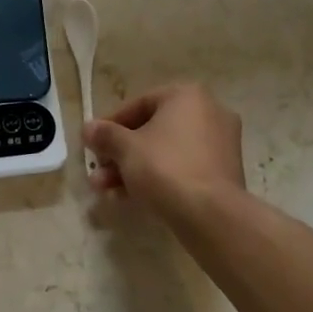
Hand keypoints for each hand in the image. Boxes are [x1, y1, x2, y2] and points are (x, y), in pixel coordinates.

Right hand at [83, 83, 245, 221]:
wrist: (211, 216)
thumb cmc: (165, 167)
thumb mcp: (125, 148)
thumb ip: (105, 135)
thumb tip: (88, 128)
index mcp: (187, 96)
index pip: (138, 105)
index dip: (110, 125)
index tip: (93, 144)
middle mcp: (209, 113)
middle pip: (152, 131)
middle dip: (120, 153)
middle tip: (98, 171)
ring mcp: (220, 145)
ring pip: (166, 152)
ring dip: (133, 168)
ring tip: (105, 189)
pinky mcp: (224, 174)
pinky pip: (182, 168)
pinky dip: (158, 178)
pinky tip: (130, 198)